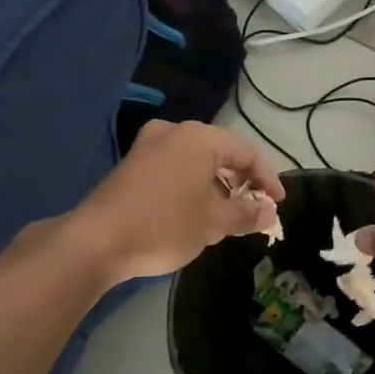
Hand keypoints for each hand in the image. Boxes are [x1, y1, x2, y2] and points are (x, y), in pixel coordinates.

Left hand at [71, 120, 286, 283]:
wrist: (97, 240)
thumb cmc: (164, 226)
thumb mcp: (213, 223)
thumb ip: (246, 214)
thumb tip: (269, 214)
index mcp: (199, 138)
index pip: (246, 153)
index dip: (267, 179)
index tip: (277, 204)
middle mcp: (174, 132)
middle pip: (220, 153)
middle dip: (240, 181)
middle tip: (254, 209)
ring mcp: (149, 145)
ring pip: (196, 161)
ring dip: (216, 185)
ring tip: (227, 215)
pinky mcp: (133, 163)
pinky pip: (174, 167)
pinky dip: (192, 184)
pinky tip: (195, 210)